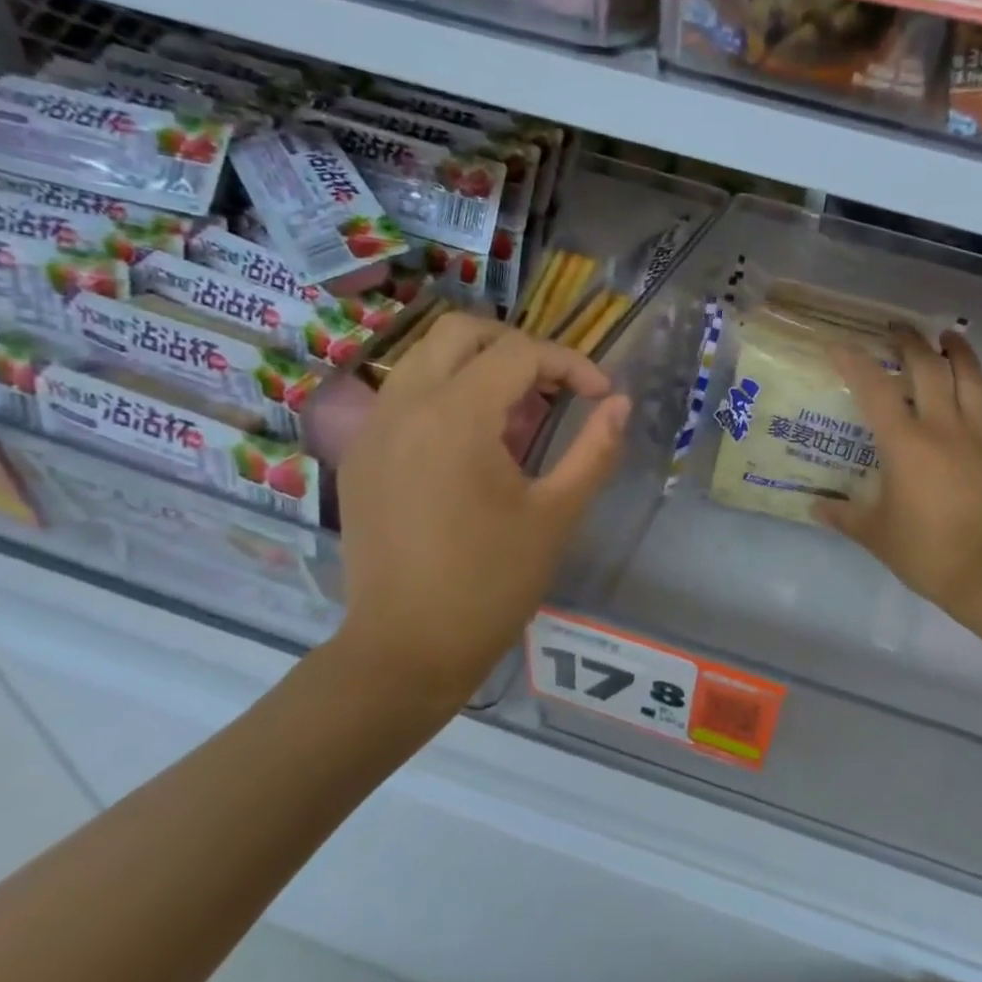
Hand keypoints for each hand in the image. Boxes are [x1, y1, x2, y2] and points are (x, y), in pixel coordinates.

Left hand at [330, 314, 629, 714]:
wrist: (406, 649)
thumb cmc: (491, 584)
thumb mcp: (556, 515)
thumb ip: (595, 449)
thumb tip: (621, 404)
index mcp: (454, 418)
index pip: (519, 353)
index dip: (571, 365)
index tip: (602, 397)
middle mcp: (403, 406)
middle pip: (461, 332)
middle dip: (518, 347)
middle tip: (555, 388)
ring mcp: (372, 429)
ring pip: (427, 358)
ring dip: (479, 367)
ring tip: (520, 415)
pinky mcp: (360, 456)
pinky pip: (405, 395)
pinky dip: (447, 394)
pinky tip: (475, 446)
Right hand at [816, 327, 981, 620]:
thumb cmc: (927, 552)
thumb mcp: (875, 535)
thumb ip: (844, 516)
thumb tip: (816, 507)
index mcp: (905, 444)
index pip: (874, 390)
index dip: (854, 362)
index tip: (838, 345)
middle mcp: (943, 428)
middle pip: (928, 369)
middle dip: (911, 342)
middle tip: (898, 328)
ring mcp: (980, 437)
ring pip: (972, 380)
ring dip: (960, 353)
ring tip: (949, 337)